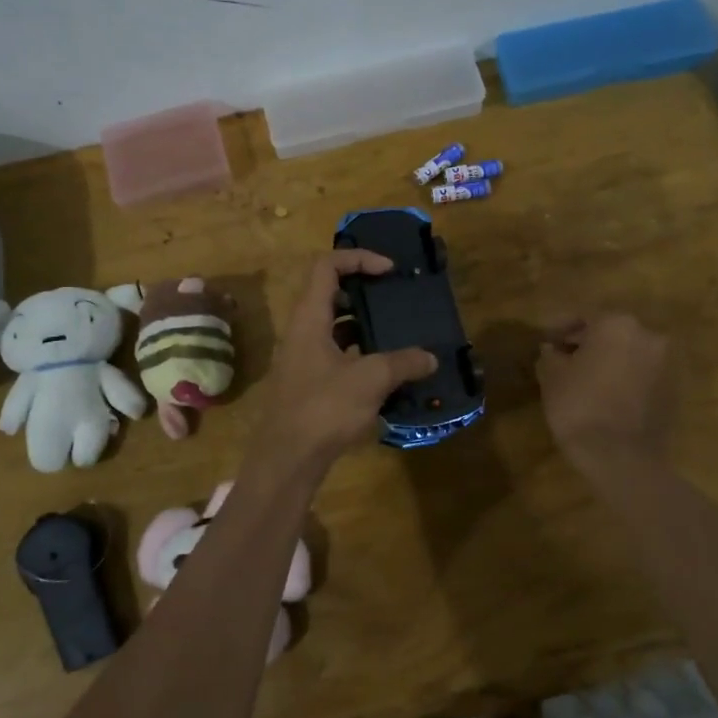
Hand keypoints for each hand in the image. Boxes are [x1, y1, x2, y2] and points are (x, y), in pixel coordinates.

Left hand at [250, 252, 437, 474]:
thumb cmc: (323, 408)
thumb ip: (403, 363)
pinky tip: (385, 371)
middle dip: (364, 292)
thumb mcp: (370, 380)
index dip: (358, 258)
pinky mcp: (308, 383)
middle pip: (330, 293)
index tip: (389, 271)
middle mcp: (301, 331)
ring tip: (397, 333)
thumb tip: (430, 358)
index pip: (327, 266)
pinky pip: (335, 354)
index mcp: (309, 317)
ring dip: (363, 325)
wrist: (287, 459)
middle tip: (394, 300)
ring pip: (333, 326)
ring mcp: (302, 358)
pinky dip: (359, 353)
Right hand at [536, 314, 673, 469]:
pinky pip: (642, 375)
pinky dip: (625, 378)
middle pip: (610, 332)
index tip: (546, 339)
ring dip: (608, 360)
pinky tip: (606, 395)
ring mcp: (665, 363)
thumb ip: (551, 355)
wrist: (621, 457)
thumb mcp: (552, 377)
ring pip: (629, 353)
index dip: (560, 327)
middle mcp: (648, 335)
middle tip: (564, 358)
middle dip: (587, 342)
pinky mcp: (674, 390)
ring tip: (584, 378)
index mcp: (616, 324)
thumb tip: (553, 350)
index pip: (583, 316)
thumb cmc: (580, 407)